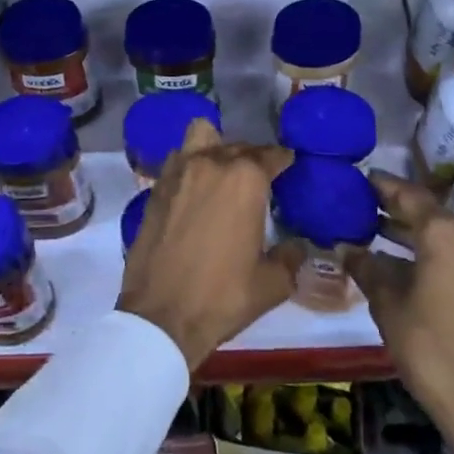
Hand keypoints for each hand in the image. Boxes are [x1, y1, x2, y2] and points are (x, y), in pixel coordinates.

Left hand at [117, 120, 301, 368]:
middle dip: (252, 158)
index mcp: (246, 180)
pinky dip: (189, 165)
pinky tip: (194, 189)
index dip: (283, 160)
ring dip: (215, 147)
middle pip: (238, 146)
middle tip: (258, 180)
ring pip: (201, 137)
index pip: (271, 155)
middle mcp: (212, 163)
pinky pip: (178, 160)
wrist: (161, 316)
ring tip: (221, 172)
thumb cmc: (223, 297)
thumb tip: (297, 246)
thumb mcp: (272, 284)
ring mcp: (179, 172)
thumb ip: (290, 257)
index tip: (288, 166)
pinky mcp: (156, 187)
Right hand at [346, 176, 453, 453]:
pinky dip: (428, 249)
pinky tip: (401, 259)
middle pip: (427, 211)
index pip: (408, 194)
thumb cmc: (429, 346)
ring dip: (411, 230)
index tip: (359, 178)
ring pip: (441, 233)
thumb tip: (346, 247)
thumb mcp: (388, 304)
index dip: (382, 186)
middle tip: (361, 204)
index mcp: (445, 233)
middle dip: (395, 208)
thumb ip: (367, 267)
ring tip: (374, 228)